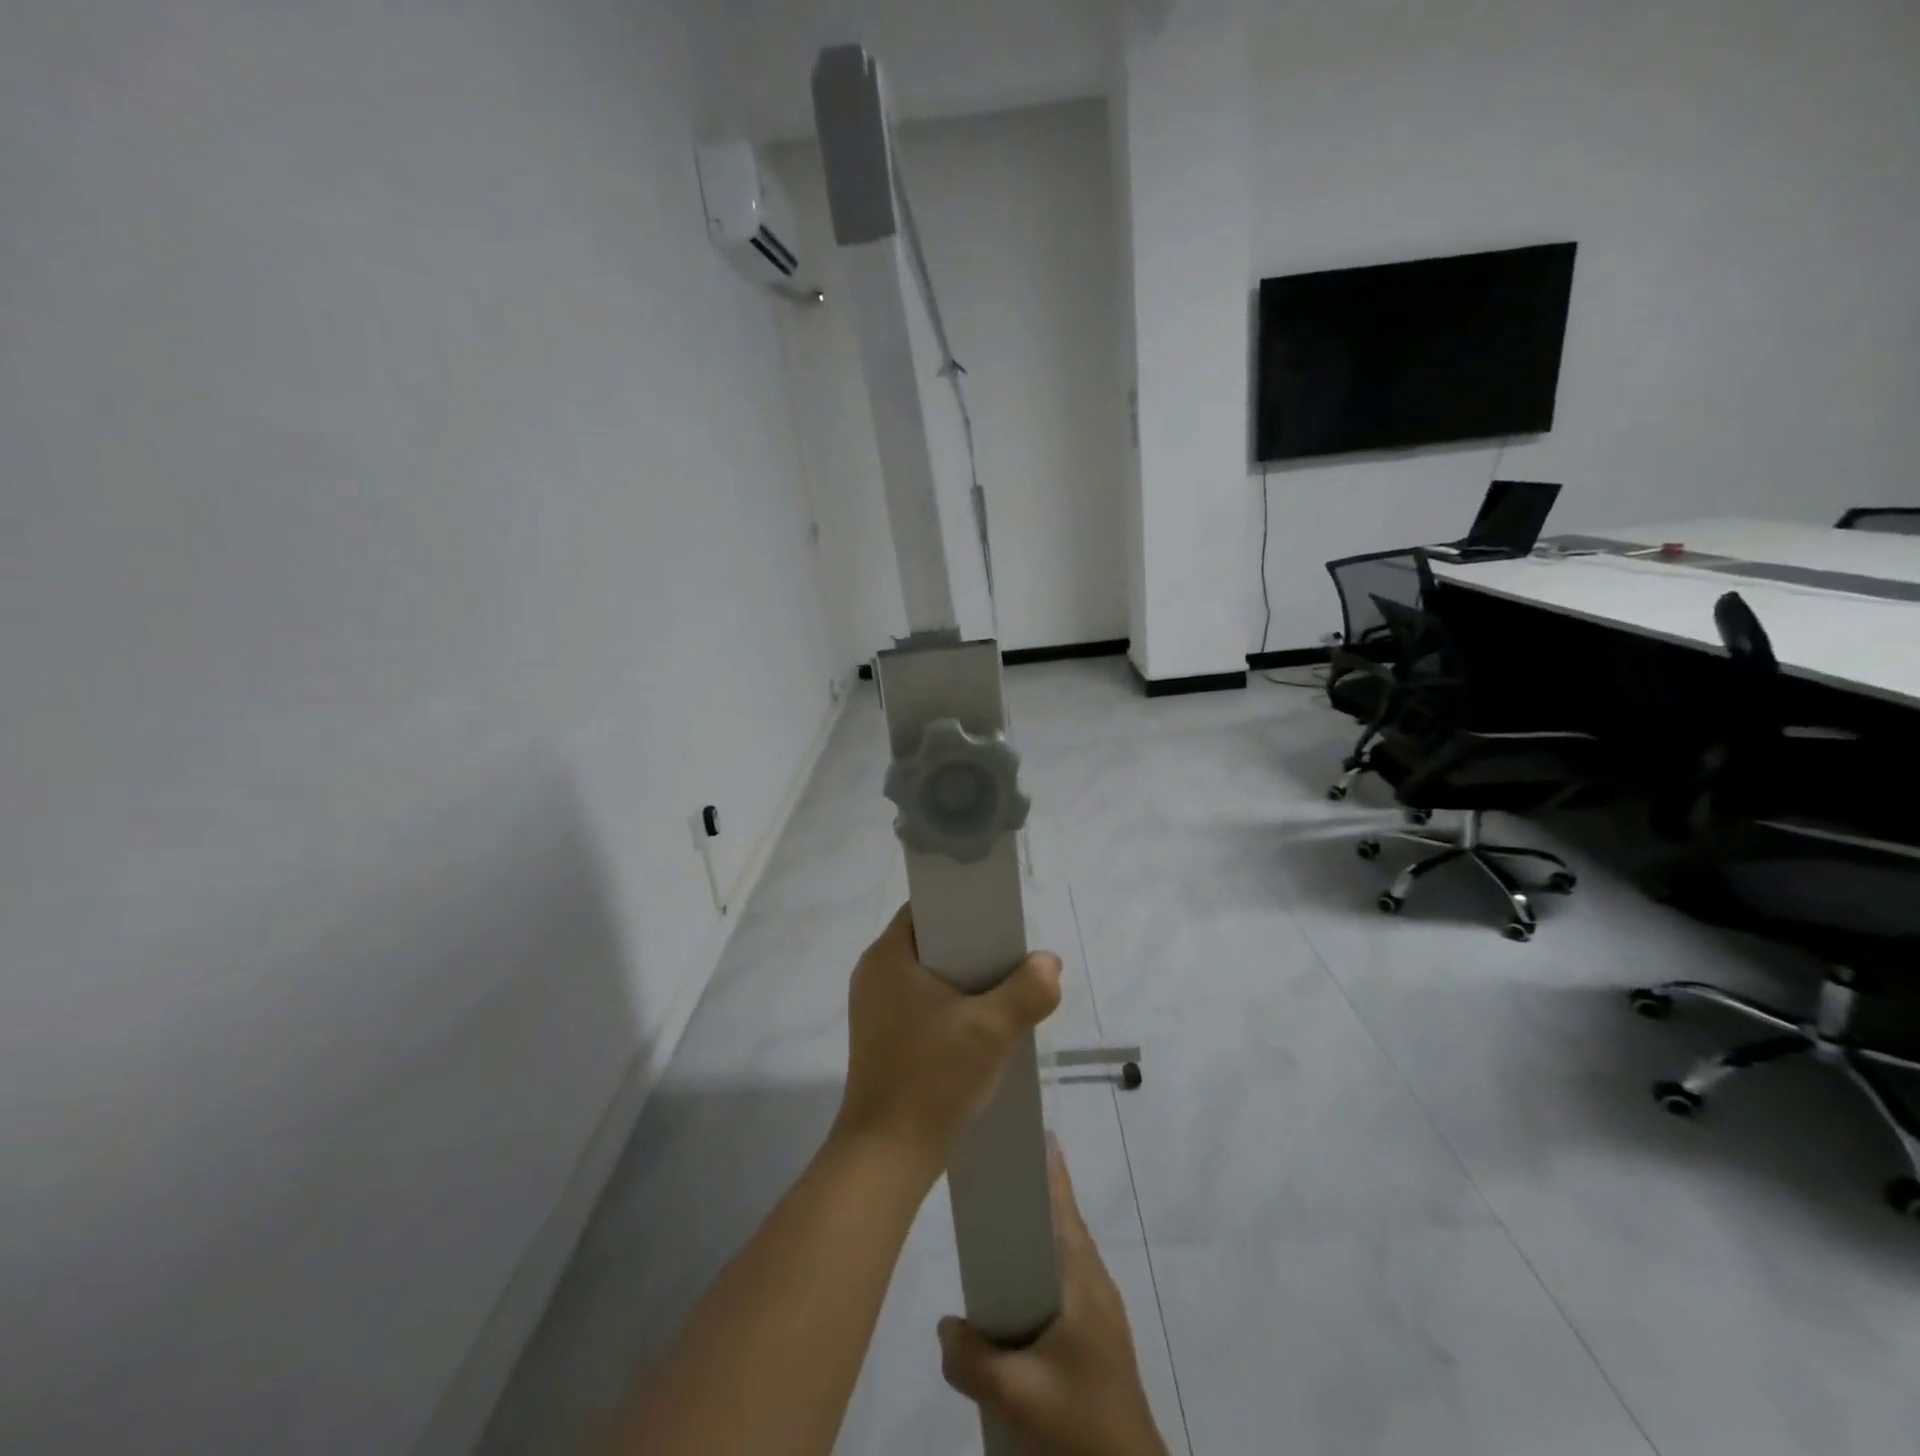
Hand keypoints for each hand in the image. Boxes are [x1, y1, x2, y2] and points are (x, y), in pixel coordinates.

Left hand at [833, 904, 1061, 1171]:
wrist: (886, 1157)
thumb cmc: (932, 1079)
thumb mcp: (991, 1031)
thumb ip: (1028, 990)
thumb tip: (1048, 963)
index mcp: (887, 955)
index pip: (929, 908)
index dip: (967, 908)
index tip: (1002, 923)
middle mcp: (874, 973)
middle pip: (933, 941)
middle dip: (975, 949)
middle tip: (1013, 961)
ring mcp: (874, 1007)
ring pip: (930, 975)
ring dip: (966, 982)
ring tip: (1004, 993)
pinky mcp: (882, 1036)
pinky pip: (922, 1003)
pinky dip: (951, 1007)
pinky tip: (980, 1027)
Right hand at [936, 1141, 1168, 1455]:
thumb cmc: (1081, 1421)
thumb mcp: (1017, 1395)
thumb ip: (972, 1359)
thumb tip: (945, 1326)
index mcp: (1082, 1277)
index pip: (1063, 1205)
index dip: (1047, 1168)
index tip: (1028, 1132)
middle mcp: (1093, 1281)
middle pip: (1058, 1224)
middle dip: (1027, 1200)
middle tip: (989, 1182)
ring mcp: (1098, 1309)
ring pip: (1058, 1258)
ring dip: (1029, 1242)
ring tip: (989, 1238)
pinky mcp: (1095, 1336)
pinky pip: (1059, 1287)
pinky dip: (1033, 1277)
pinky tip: (1008, 1301)